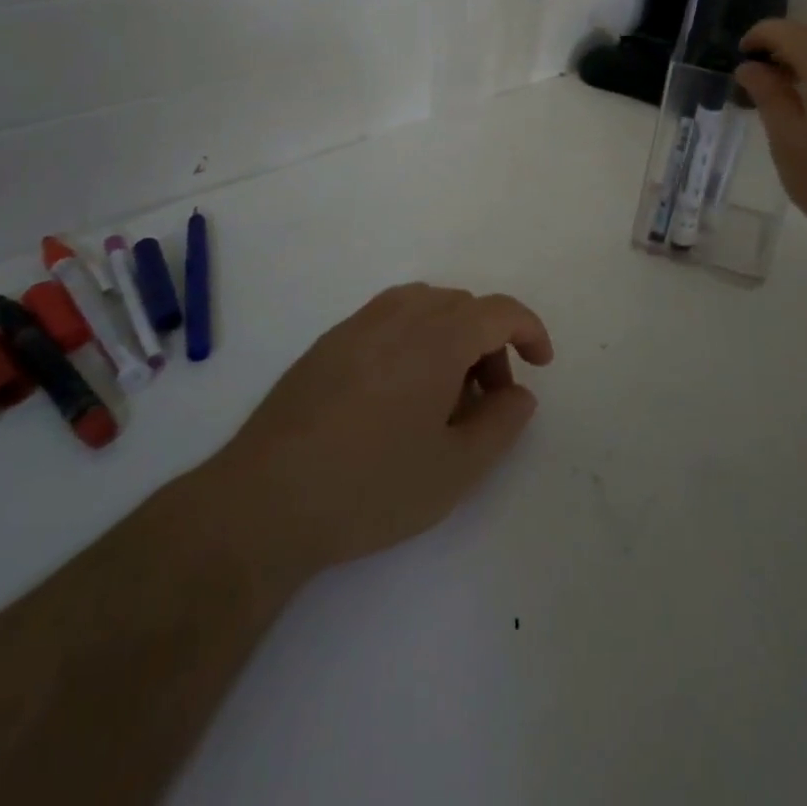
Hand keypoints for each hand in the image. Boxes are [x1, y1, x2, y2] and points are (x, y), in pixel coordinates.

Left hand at [208, 284, 553, 588]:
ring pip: (423, 306)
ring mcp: (356, 326)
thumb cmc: (370, 486)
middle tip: (488, 400)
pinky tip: (399, 393)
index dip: (528, 329)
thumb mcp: (454, 469)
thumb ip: (501, 424)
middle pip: (461, 306)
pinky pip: (387, 319)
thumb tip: (520, 393)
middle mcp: (398, 316)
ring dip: (450, 337)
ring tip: (445, 394)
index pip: (498, 310)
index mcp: (435, 337)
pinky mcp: (327, 344)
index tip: (541, 363)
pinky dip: (413, 339)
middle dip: (489, 343)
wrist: (265, 500)